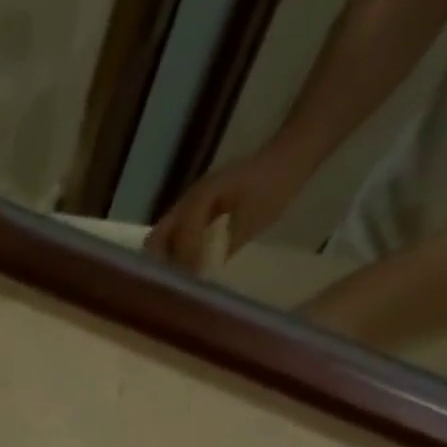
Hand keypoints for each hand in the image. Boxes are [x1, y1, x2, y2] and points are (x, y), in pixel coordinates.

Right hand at [145, 145, 310, 272]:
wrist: (290, 157)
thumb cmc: (276, 185)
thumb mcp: (255, 218)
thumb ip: (228, 245)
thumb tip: (208, 276)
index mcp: (203, 197)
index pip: (182, 233)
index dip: (185, 259)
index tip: (192, 283)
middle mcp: (188, 200)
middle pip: (156, 239)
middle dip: (159, 265)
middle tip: (172, 289)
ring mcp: (188, 206)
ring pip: (161, 240)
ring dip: (164, 264)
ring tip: (175, 286)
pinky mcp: (194, 213)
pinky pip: (172, 239)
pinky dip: (172, 258)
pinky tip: (182, 274)